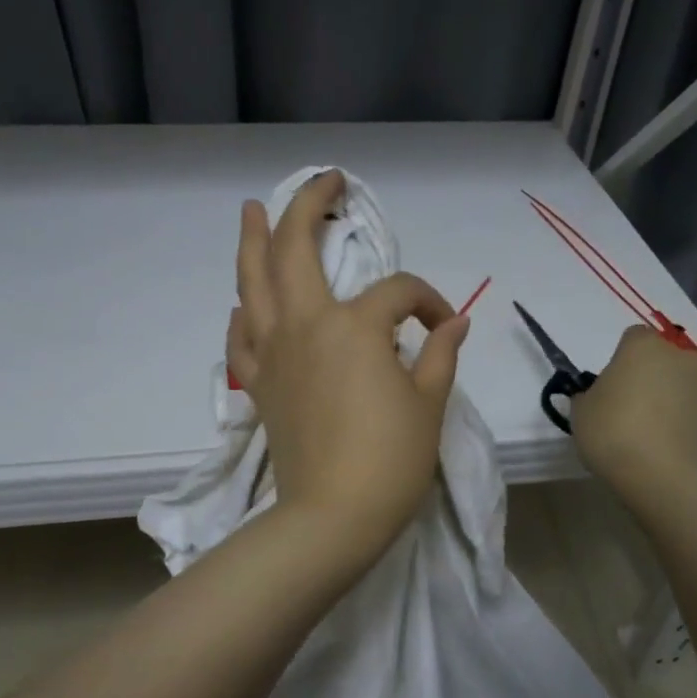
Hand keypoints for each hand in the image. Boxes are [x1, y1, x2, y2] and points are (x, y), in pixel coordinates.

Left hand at [227, 171, 469, 555]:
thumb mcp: (428, 404)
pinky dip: (243, 315)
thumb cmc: (391, 460)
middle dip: (309, 206)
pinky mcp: (259, 385)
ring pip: (253, 283)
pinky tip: (243, 304)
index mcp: (355, 326)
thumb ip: (440, 355)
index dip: (428, 301)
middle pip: (297, 250)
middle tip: (324, 182)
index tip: (443, 325)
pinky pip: (242, 339)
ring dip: (253, 242)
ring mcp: (275, 354)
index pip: (398, 293)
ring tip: (252, 210)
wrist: (333, 515)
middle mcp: (306, 325)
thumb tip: (454, 322)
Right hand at [571, 323, 696, 507]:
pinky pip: (690, 408)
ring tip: (645, 431)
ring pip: (677, 383)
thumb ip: (588, 395)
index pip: (632, 338)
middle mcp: (678, 356)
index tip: (609, 385)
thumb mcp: (580, 412)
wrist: (664, 476)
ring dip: (665, 397)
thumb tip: (598, 396)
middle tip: (625, 406)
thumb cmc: (613, 432)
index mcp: (643, 346)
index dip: (619, 359)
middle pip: (660, 358)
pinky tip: (662, 444)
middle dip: (646, 375)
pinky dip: (679, 419)